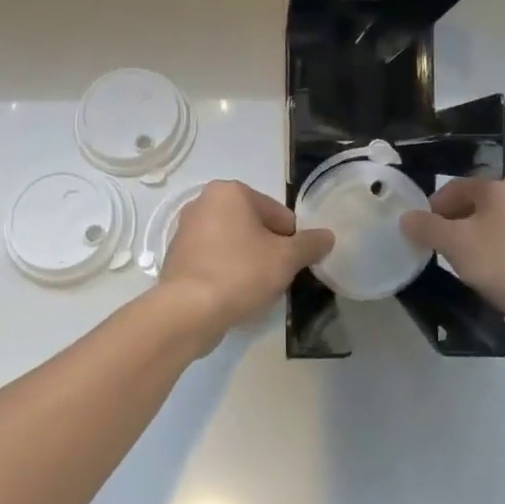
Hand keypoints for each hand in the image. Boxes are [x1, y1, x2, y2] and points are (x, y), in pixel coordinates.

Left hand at [160, 180, 334, 335]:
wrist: (188, 311)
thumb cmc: (240, 273)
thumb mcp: (286, 258)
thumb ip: (310, 244)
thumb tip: (327, 236)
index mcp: (230, 192)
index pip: (278, 214)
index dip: (291, 241)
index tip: (291, 265)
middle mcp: (203, 202)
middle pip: (254, 226)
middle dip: (268, 250)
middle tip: (274, 278)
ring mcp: (185, 230)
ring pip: (233, 244)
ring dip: (248, 262)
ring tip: (253, 289)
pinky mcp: (176, 256)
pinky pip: (213, 260)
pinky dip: (226, 272)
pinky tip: (231, 295)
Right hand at [401, 168, 504, 337]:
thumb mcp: (458, 245)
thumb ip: (427, 228)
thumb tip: (407, 218)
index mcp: (502, 178)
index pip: (454, 186)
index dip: (432, 212)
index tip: (424, 240)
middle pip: (476, 202)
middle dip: (456, 228)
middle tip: (445, 256)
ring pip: (497, 222)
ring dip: (478, 242)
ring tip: (472, 270)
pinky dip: (503, 253)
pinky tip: (500, 277)